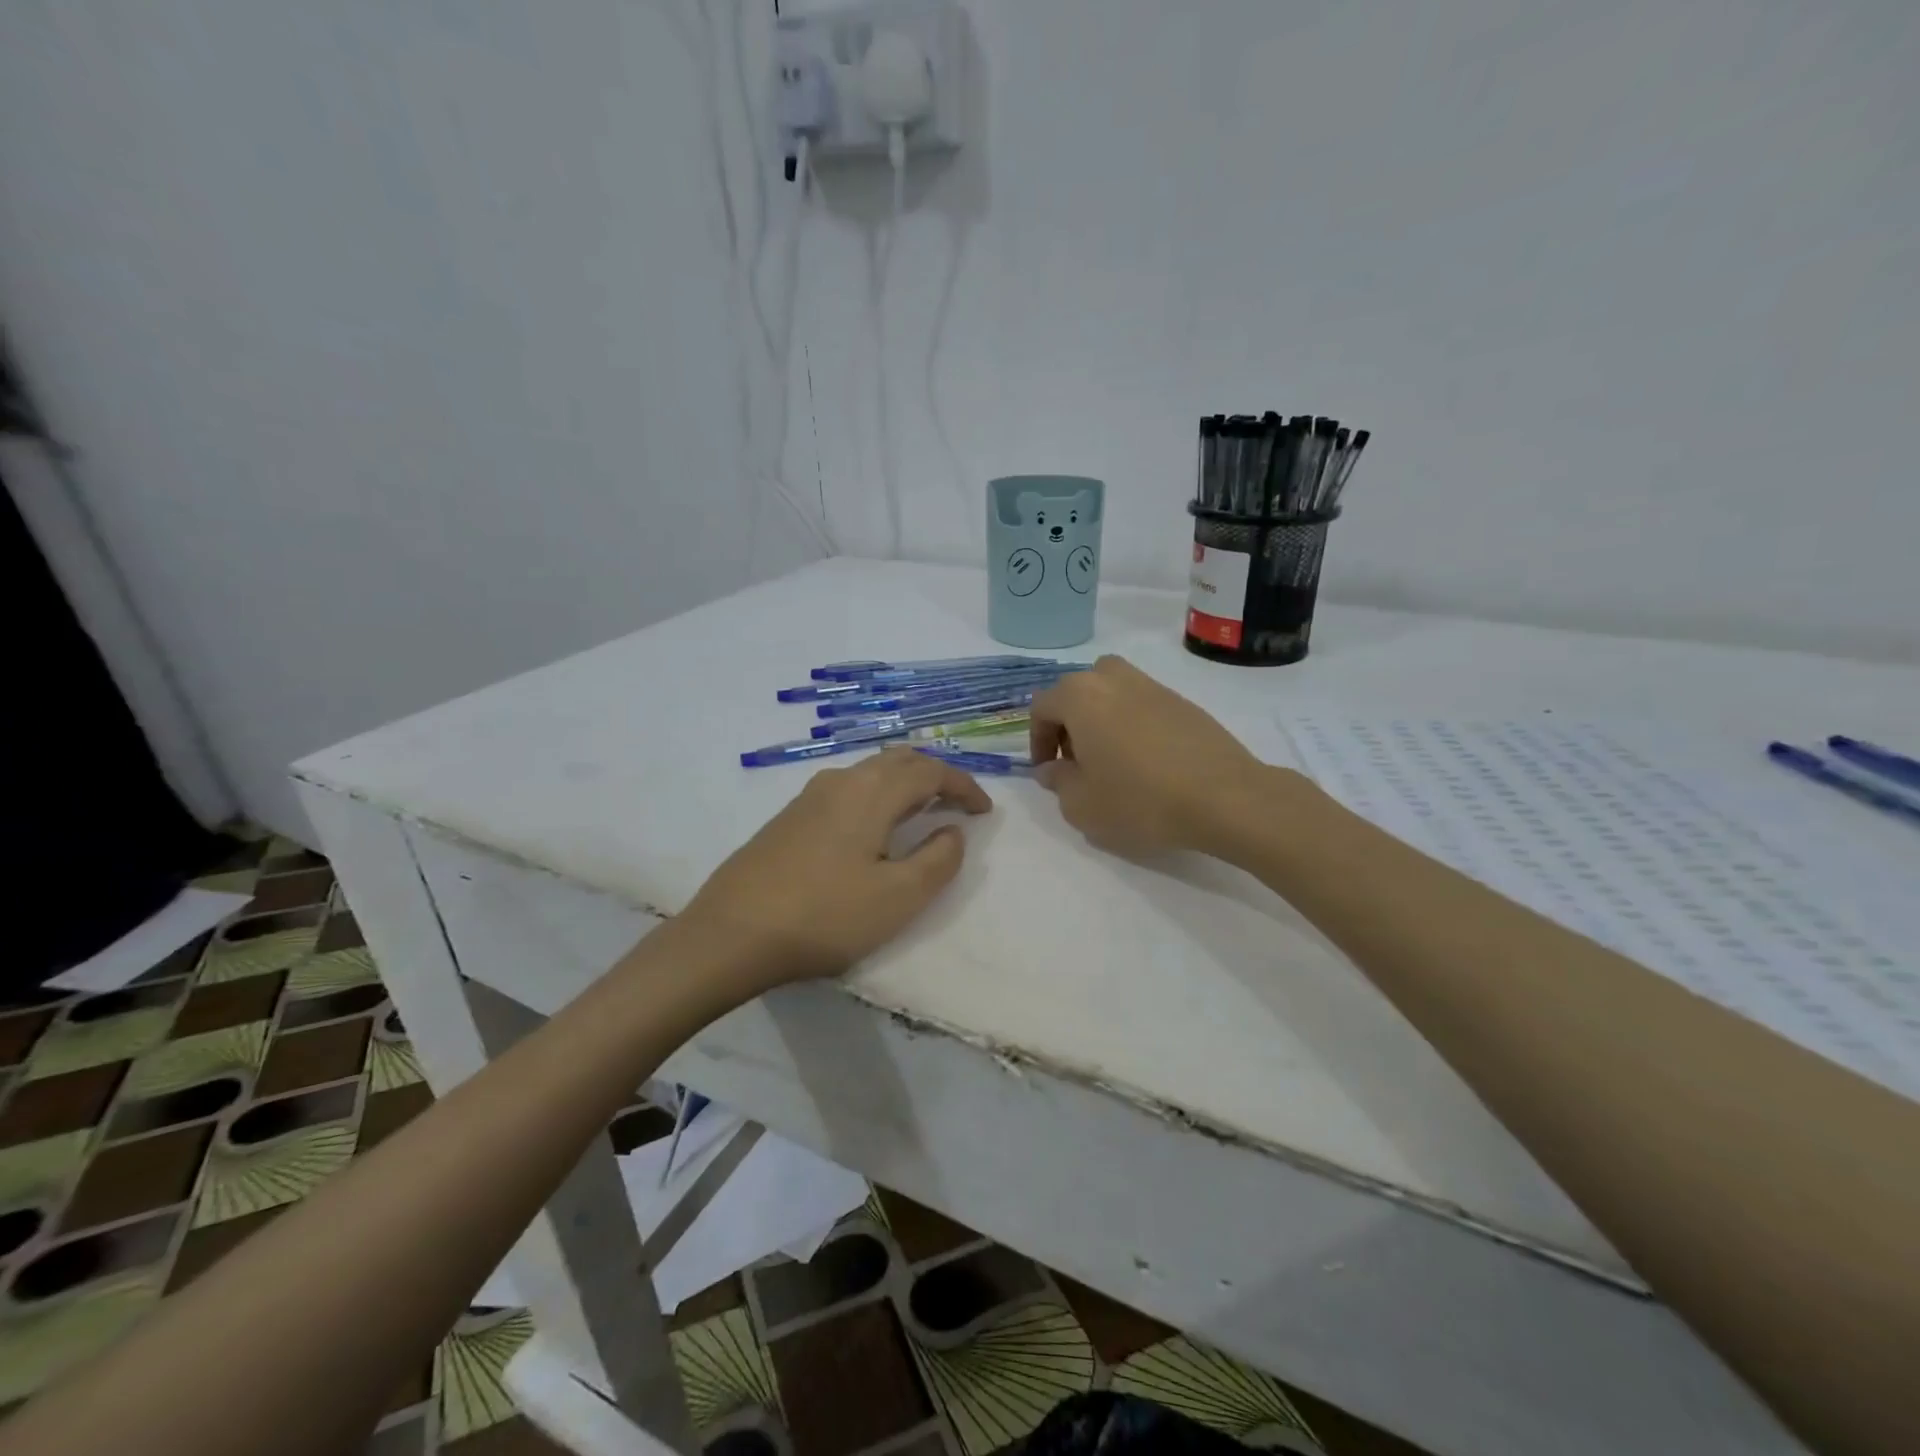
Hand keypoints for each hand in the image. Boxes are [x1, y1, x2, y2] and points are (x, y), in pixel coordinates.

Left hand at [679, 748, 992, 989]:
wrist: (730, 934)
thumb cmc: (825, 916)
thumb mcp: (898, 897)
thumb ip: (938, 860)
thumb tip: (952, 831)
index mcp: (872, 792)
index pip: (930, 771)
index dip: (963, 786)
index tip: (984, 812)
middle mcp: (841, 781)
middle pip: (899, 761)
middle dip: (935, 776)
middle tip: (956, 805)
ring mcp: (809, 796)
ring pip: (870, 772)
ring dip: (903, 784)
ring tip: (920, 813)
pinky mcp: (789, 816)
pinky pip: (847, 789)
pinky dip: (876, 795)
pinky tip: (872, 829)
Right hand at [1029, 656, 1274, 858]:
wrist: (1224, 797)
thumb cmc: (1140, 800)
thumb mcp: (1081, 805)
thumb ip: (1057, 781)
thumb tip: (1052, 768)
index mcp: (1080, 696)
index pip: (1042, 707)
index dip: (1036, 740)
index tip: (1047, 770)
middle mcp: (1113, 678)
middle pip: (1076, 692)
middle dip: (1068, 725)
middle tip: (1077, 763)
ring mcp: (1152, 685)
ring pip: (1110, 693)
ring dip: (1100, 720)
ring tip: (1111, 760)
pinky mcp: (1182, 701)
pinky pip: (1141, 704)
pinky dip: (1132, 724)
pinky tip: (1147, 761)